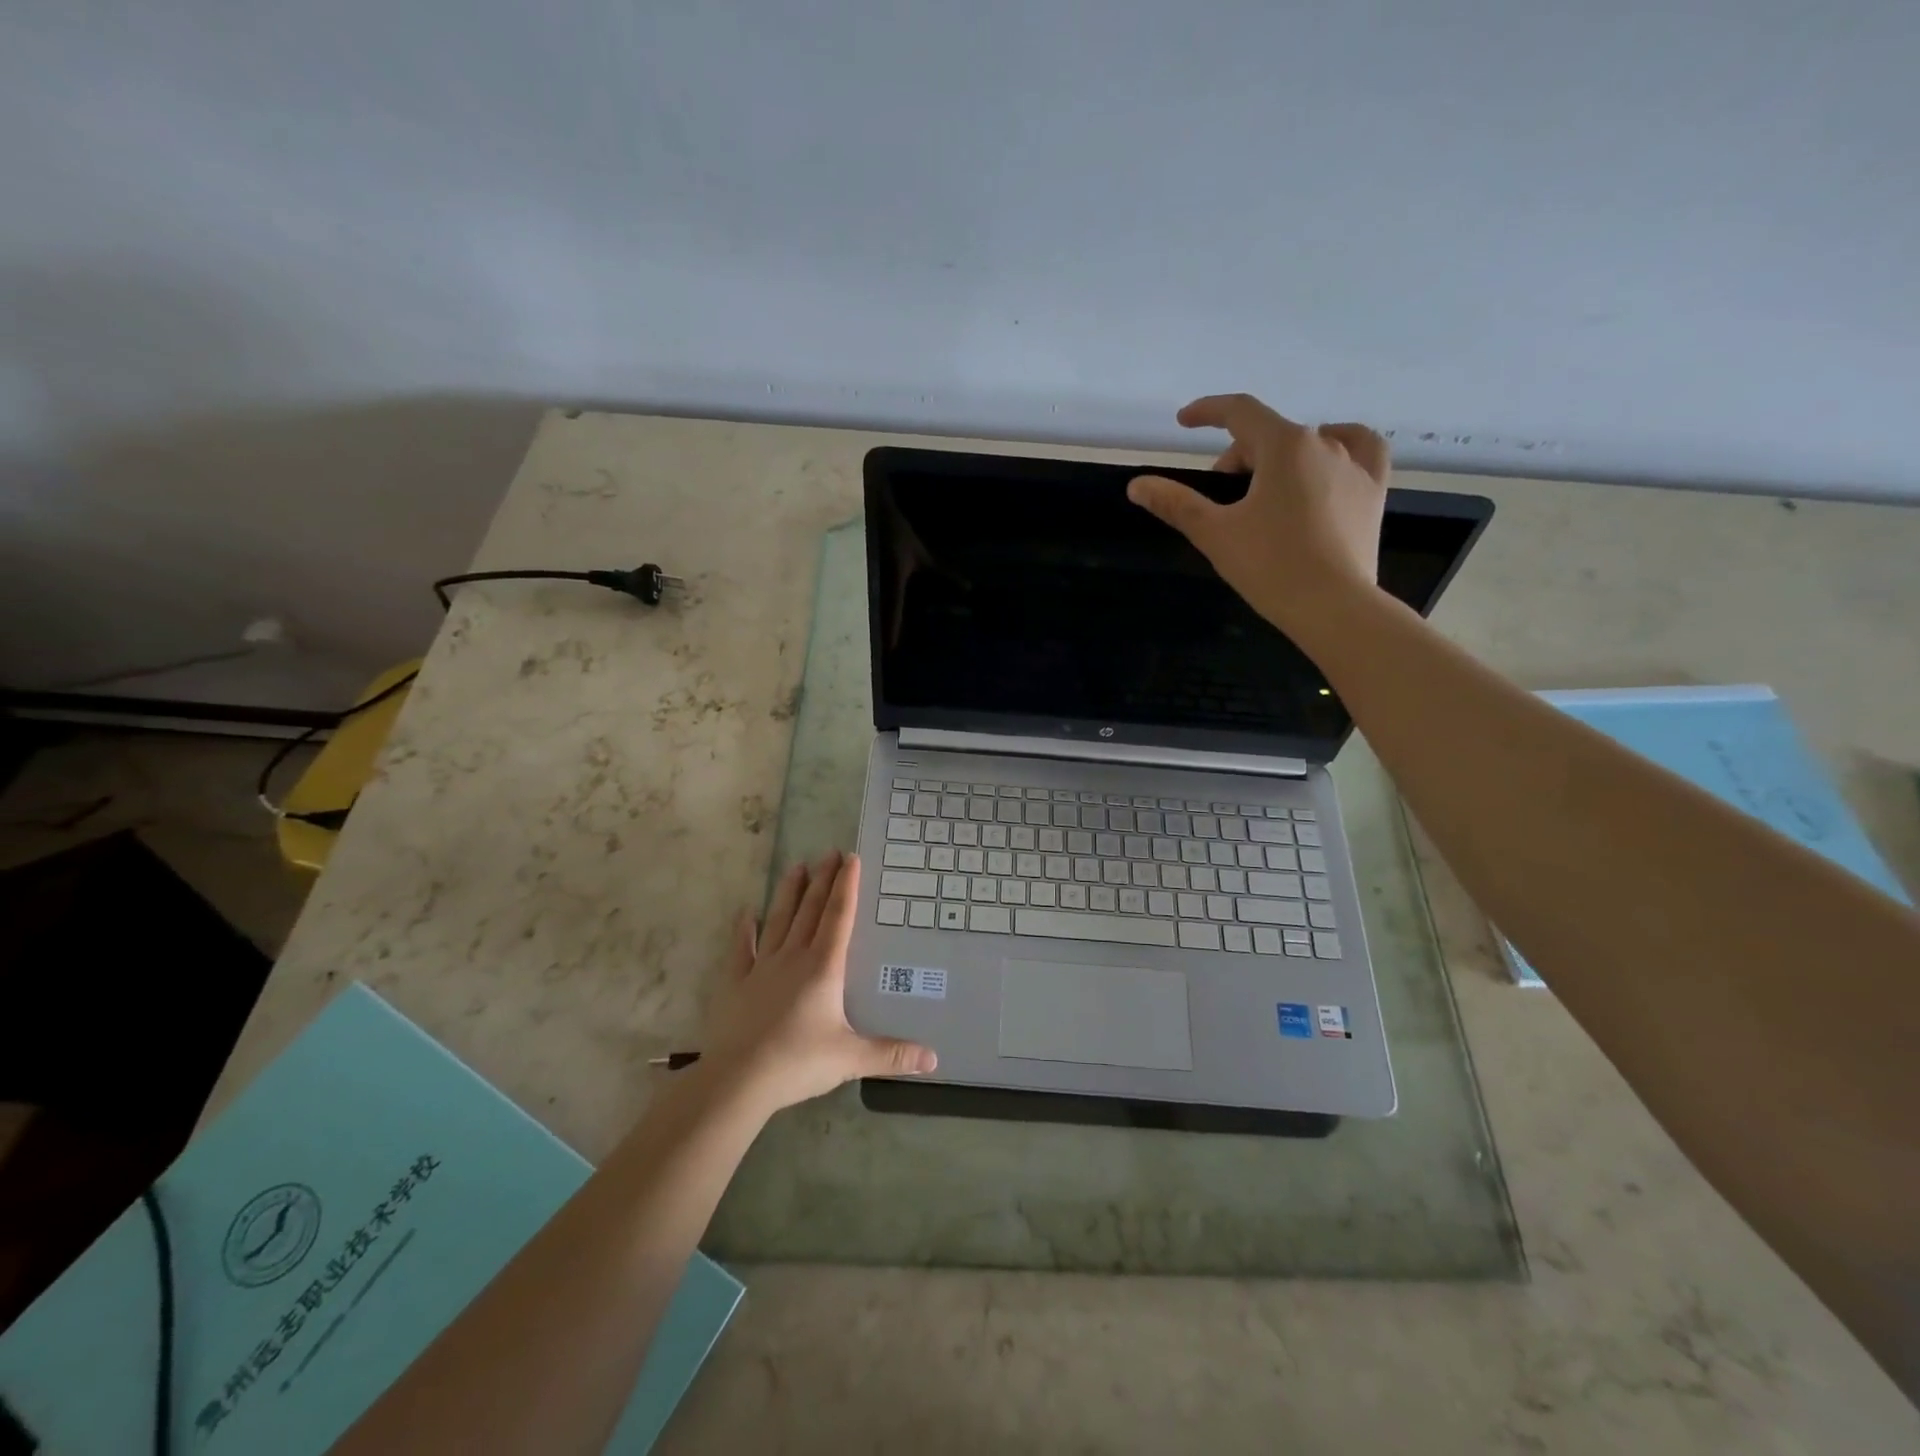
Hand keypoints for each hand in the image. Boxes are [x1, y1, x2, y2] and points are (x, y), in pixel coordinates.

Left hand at [698, 850, 935, 1115]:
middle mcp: (794, 958)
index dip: (846, 886)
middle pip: (811, 910)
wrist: (738, 1080)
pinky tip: (746, 914)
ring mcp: (762, 968)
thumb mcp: (851, 1059)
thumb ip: (892, 1054)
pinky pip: (743, 950)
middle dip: (823, 880)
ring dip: (789, 893)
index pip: (839, 917)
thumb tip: (934, 1060)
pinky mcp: (737, 984)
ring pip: (779, 921)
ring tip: (797, 867)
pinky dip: (745, 930)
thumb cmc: (798, 1062)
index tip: (850, 858)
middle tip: (830, 852)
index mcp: (824, 968)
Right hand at [1127, 394, 1390, 636]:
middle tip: (1221, 502)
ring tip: (1264, 493)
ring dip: (1277, 459)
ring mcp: (1355, 465)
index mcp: (1284, 446)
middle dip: (1237, 459)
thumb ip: (1175, 503)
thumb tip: (1137, 485)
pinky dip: (1337, 448)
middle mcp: (1324, 443)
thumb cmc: (1270, 566)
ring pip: (1307, 443)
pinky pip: (1359, 449)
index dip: (1208, 412)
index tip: (1184, 422)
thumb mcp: (1214, 533)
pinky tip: (1327, 462)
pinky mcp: (1374, 491)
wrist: (1333, 606)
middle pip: (1268, 435)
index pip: (1240, 412)